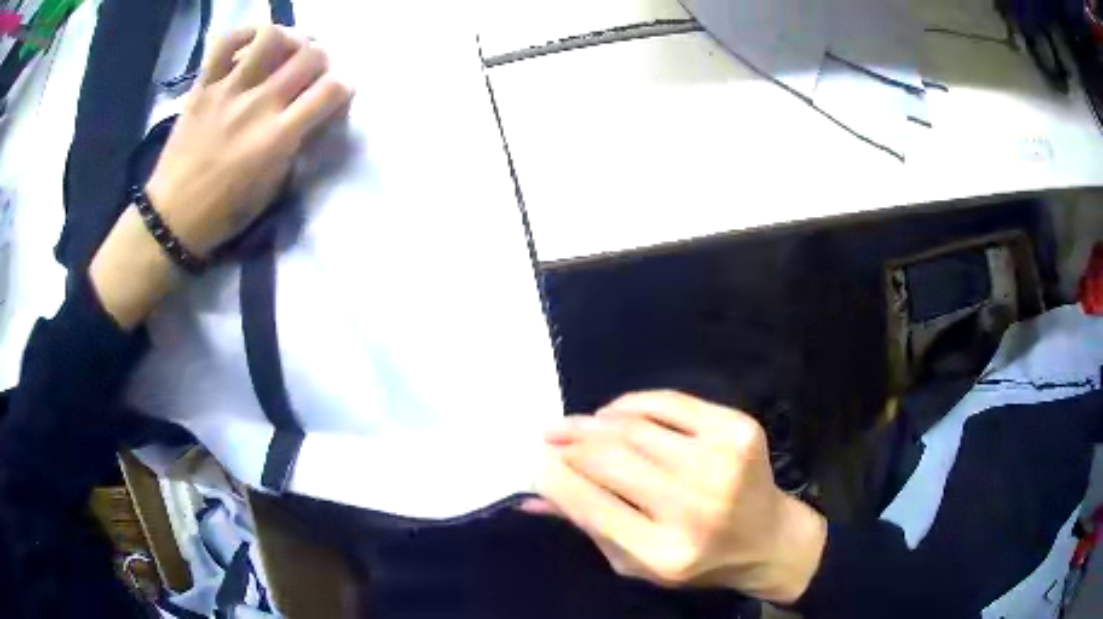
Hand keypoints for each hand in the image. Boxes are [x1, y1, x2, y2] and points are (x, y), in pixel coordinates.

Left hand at [90, 26, 352, 327]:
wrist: (172, 218)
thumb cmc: (225, 212)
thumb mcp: (272, 187)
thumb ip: (295, 145)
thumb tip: (309, 115)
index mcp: (278, 137)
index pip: (331, 90)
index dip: (342, 88)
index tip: (333, 96)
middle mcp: (258, 104)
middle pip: (309, 55)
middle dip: (319, 60)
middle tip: (309, 73)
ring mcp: (228, 90)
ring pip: (271, 37)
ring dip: (287, 40)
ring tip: (283, 52)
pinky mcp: (203, 86)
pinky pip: (225, 43)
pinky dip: (243, 36)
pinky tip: (251, 45)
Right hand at [527, 391, 825, 603]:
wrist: (768, 539)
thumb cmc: (697, 561)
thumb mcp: (635, 563)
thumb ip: (586, 526)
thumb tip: (533, 493)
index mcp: (664, 551)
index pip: (590, 504)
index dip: (554, 476)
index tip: (536, 461)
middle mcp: (694, 506)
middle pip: (610, 458)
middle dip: (569, 442)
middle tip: (549, 435)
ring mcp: (721, 462)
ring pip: (635, 427)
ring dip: (596, 422)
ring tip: (578, 425)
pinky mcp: (738, 430)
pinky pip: (669, 402)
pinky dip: (633, 404)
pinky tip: (615, 413)